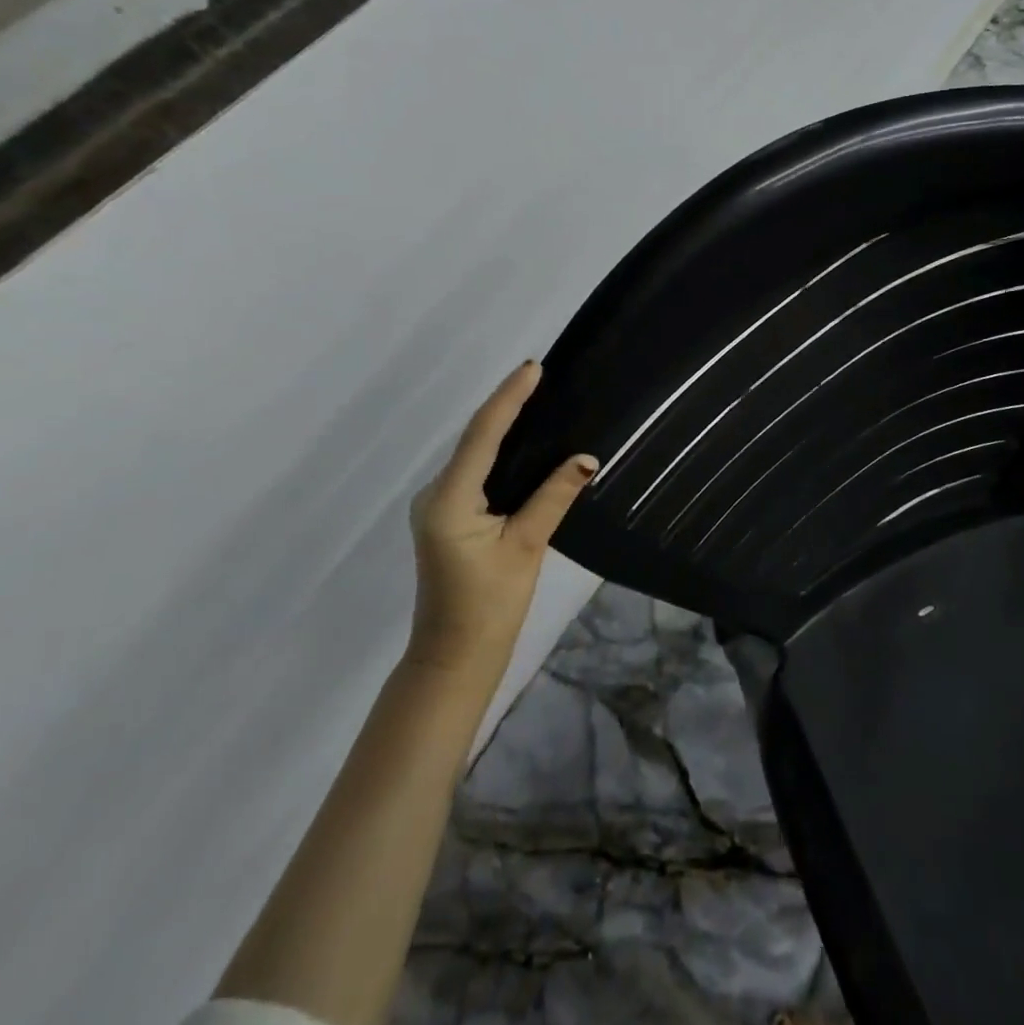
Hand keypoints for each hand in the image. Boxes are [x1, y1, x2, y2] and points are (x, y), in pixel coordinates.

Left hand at [408, 362, 596, 677]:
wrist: (454, 656)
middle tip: (541, 377)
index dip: (508, 398)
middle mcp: (436, 494)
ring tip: (537, 399)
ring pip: (473, 455)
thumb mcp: (527, 546)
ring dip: (501, 427)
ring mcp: (438, 505)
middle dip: (505, 405)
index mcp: (450, 500)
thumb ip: (554, 497)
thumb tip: (587, 457)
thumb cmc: (490, 606)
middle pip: (474, 439)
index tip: (532, 368)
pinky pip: (474, 472)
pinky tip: (523, 444)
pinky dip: (497, 452)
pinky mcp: (447, 517)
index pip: (482, 435)